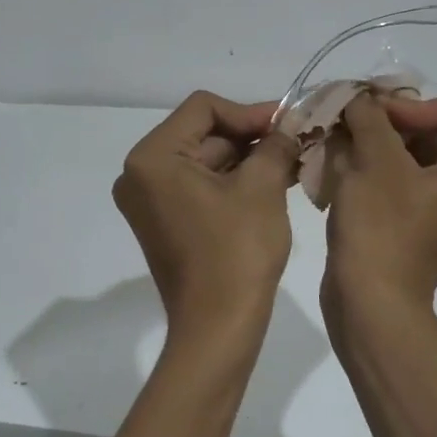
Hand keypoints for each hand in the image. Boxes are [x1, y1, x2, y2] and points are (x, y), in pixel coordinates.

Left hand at [113, 92, 300, 326]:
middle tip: (297, 142)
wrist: (217, 328)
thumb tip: (288, 126)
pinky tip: (274, 183)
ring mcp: (149, 201)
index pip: (203, 108)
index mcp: (152, 158)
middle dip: (251, 137)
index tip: (288, 123)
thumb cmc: (237, 252)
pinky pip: (199, 186)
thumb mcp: (262, 188)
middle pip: (202, 134)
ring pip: (205, 161)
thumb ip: (275, 144)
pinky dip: (233, 183)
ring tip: (293, 164)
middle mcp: (139, 174)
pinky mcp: (163, 222)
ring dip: (247, 160)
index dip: (249, 112)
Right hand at [321, 92, 436, 314]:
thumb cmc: (380, 227)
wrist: (371, 304)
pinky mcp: (419, 228)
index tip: (369, 115)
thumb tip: (361, 99)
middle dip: (387, 122)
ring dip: (374, 145)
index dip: (410, 103)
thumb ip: (370, 117)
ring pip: (411, 157)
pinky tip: (340, 173)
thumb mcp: (374, 160)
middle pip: (433, 130)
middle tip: (346, 124)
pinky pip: (401, 184)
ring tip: (337, 146)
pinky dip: (374, 172)